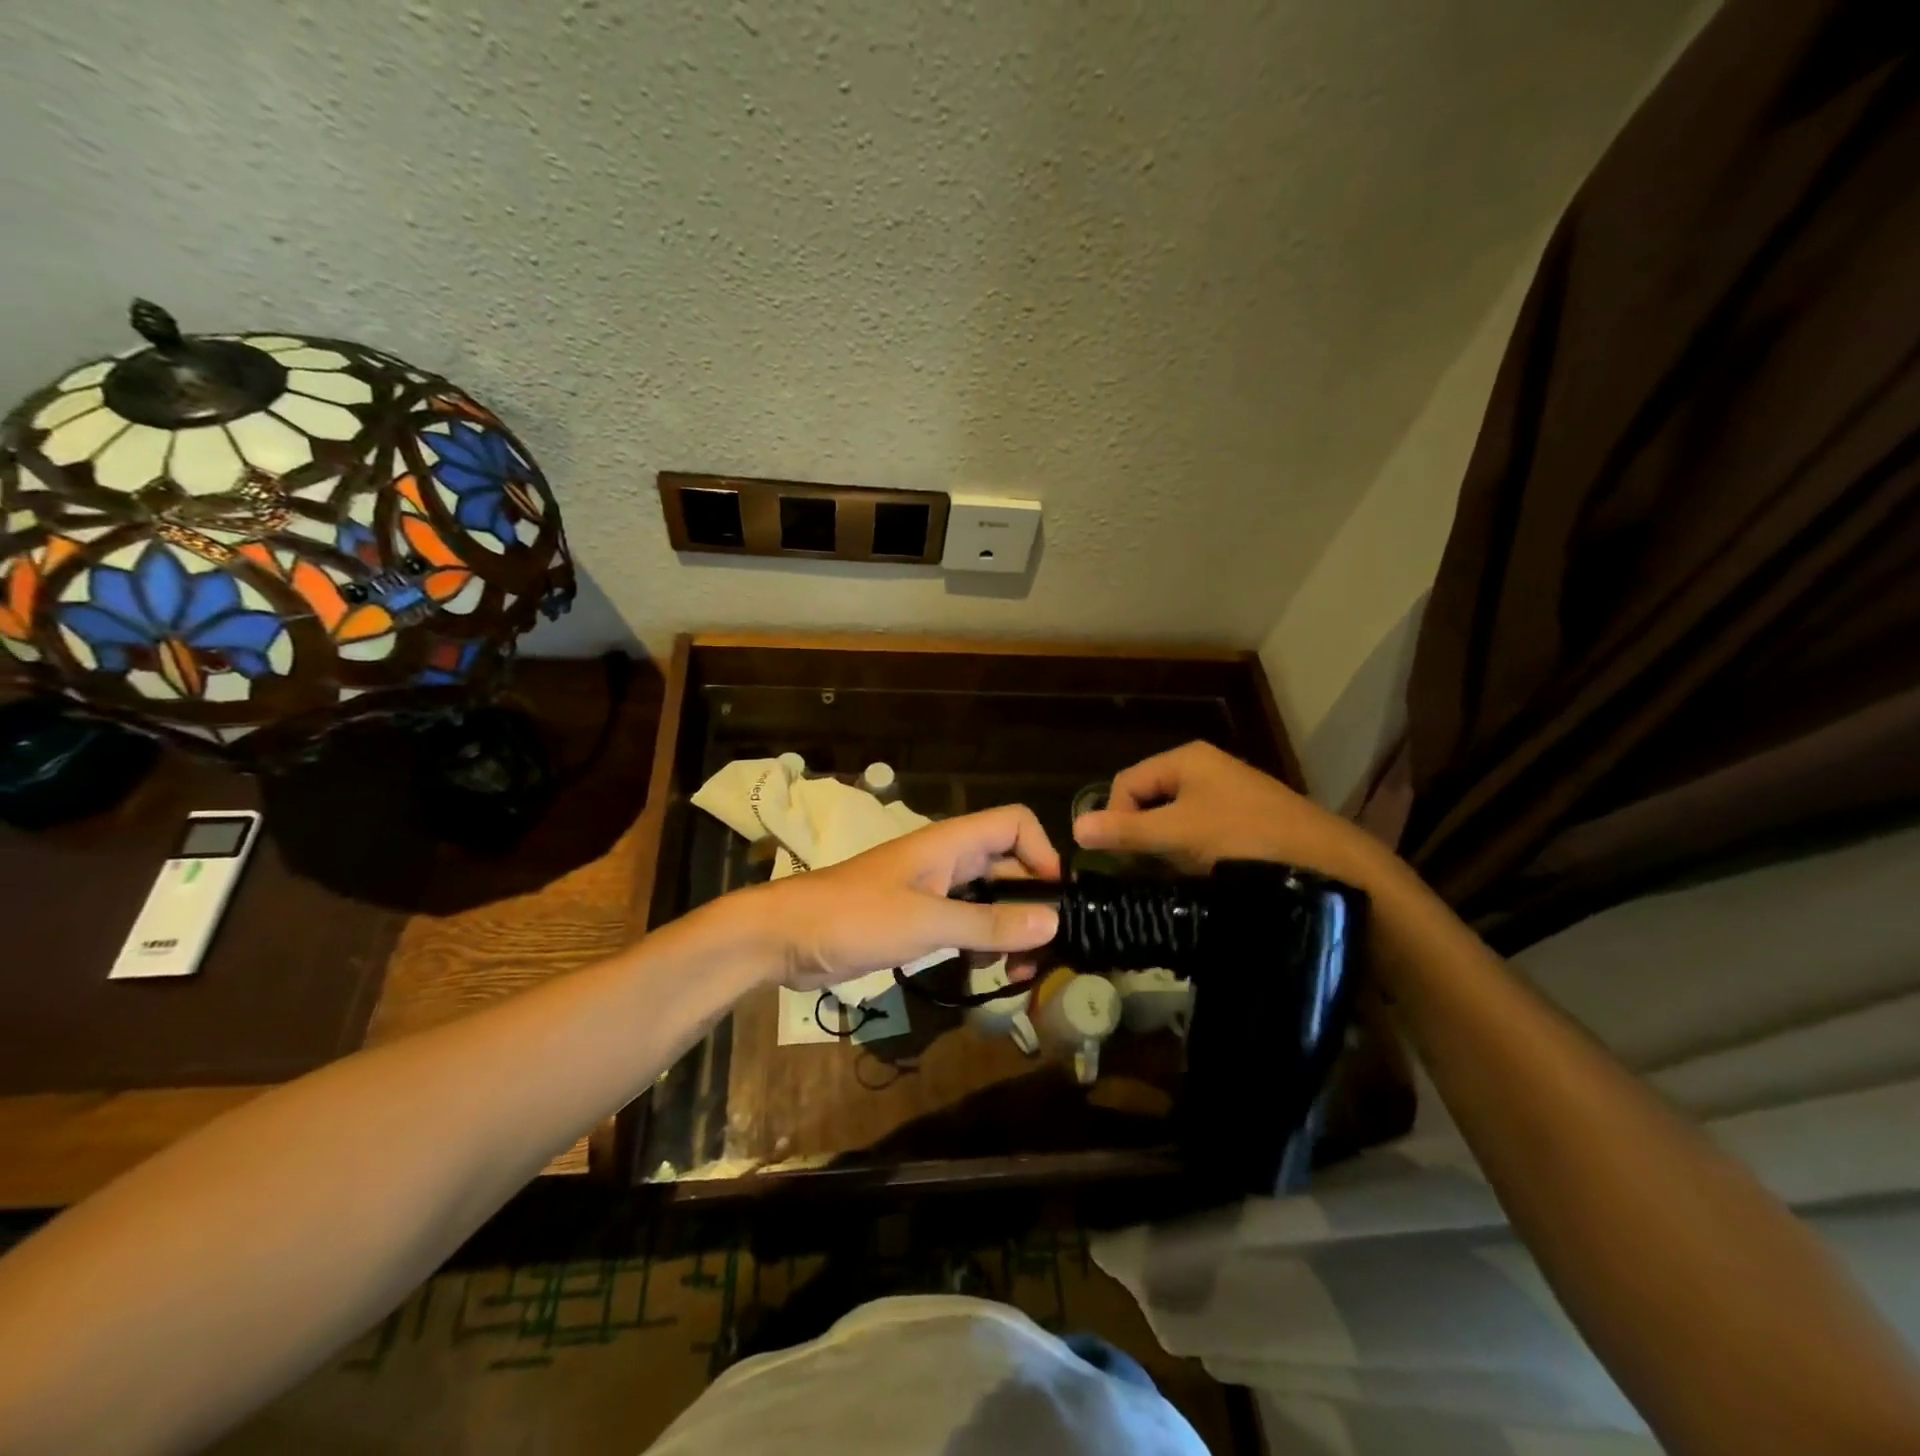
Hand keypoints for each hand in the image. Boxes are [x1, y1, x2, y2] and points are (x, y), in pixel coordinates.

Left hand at [749, 805, 1063, 990]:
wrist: (786, 937)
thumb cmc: (855, 917)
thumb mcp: (926, 922)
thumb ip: (988, 923)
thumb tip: (1054, 921)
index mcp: (951, 843)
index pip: (1015, 824)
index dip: (1043, 852)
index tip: (1056, 899)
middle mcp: (948, 860)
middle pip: (1008, 866)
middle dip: (1031, 903)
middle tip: (1047, 951)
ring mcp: (932, 890)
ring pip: (988, 899)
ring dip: (1009, 930)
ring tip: (1020, 972)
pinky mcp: (917, 919)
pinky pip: (964, 924)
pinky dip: (981, 945)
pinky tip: (985, 976)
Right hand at [1073, 741, 1387, 887]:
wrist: (1326, 863)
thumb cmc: (1243, 837)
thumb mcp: (1178, 834)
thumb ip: (1126, 831)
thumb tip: (1075, 828)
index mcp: (1185, 759)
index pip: (1126, 783)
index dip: (1114, 818)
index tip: (1120, 858)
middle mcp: (1204, 769)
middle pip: (1148, 800)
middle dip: (1141, 835)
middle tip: (1145, 870)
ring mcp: (1227, 794)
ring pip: (1174, 820)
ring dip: (1166, 848)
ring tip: (1174, 876)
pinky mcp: (1244, 821)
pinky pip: (1199, 833)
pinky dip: (1191, 854)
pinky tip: (1200, 876)